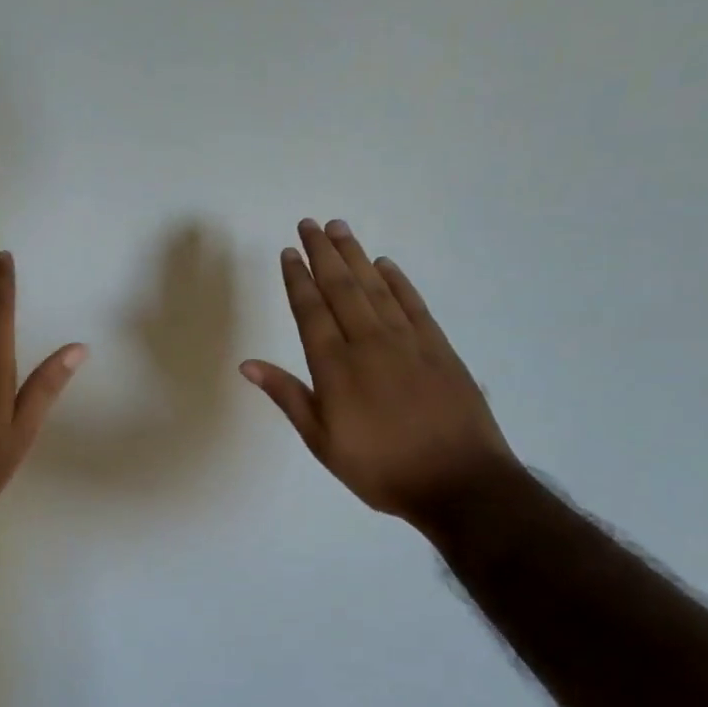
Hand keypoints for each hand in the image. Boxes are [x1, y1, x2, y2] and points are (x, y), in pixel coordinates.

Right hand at [241, 219, 516, 527]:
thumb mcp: (323, 442)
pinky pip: (413, 304)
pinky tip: (384, 264)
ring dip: (355, 256)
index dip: (298, 279)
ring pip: (375, 288)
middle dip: (323, 254)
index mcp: (336, 368)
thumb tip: (248, 365)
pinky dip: (397, 281)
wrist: (460, 483)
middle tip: (309, 223)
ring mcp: (407, 342)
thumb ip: (289, 397)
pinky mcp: (438, 347)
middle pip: (341, 288)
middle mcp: (369, 344)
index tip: (288, 251)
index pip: (311, 311)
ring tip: (339, 228)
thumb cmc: (381, 469)